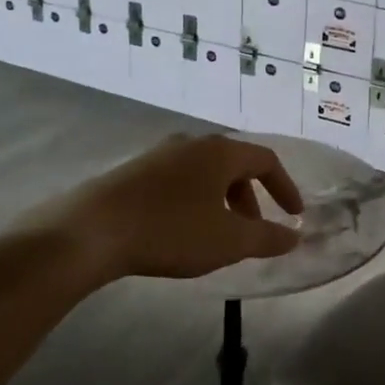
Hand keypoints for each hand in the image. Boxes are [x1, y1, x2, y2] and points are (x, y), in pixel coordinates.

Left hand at [18, 134, 304, 282]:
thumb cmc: (170, 230)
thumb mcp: (228, 241)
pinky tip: (180, 231)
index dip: (285, 186)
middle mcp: (192, 143)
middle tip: (253, 231)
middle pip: (234, 165)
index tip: (294, 215)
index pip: (266, 160)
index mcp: (220, 151)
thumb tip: (294, 235)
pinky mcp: (133, 171)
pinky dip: (194, 201)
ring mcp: (159, 154)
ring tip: (217, 236)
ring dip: (221, 201)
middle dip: (250, 198)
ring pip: (204, 173)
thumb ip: (267, 238)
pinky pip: (178, 181)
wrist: (89, 231)